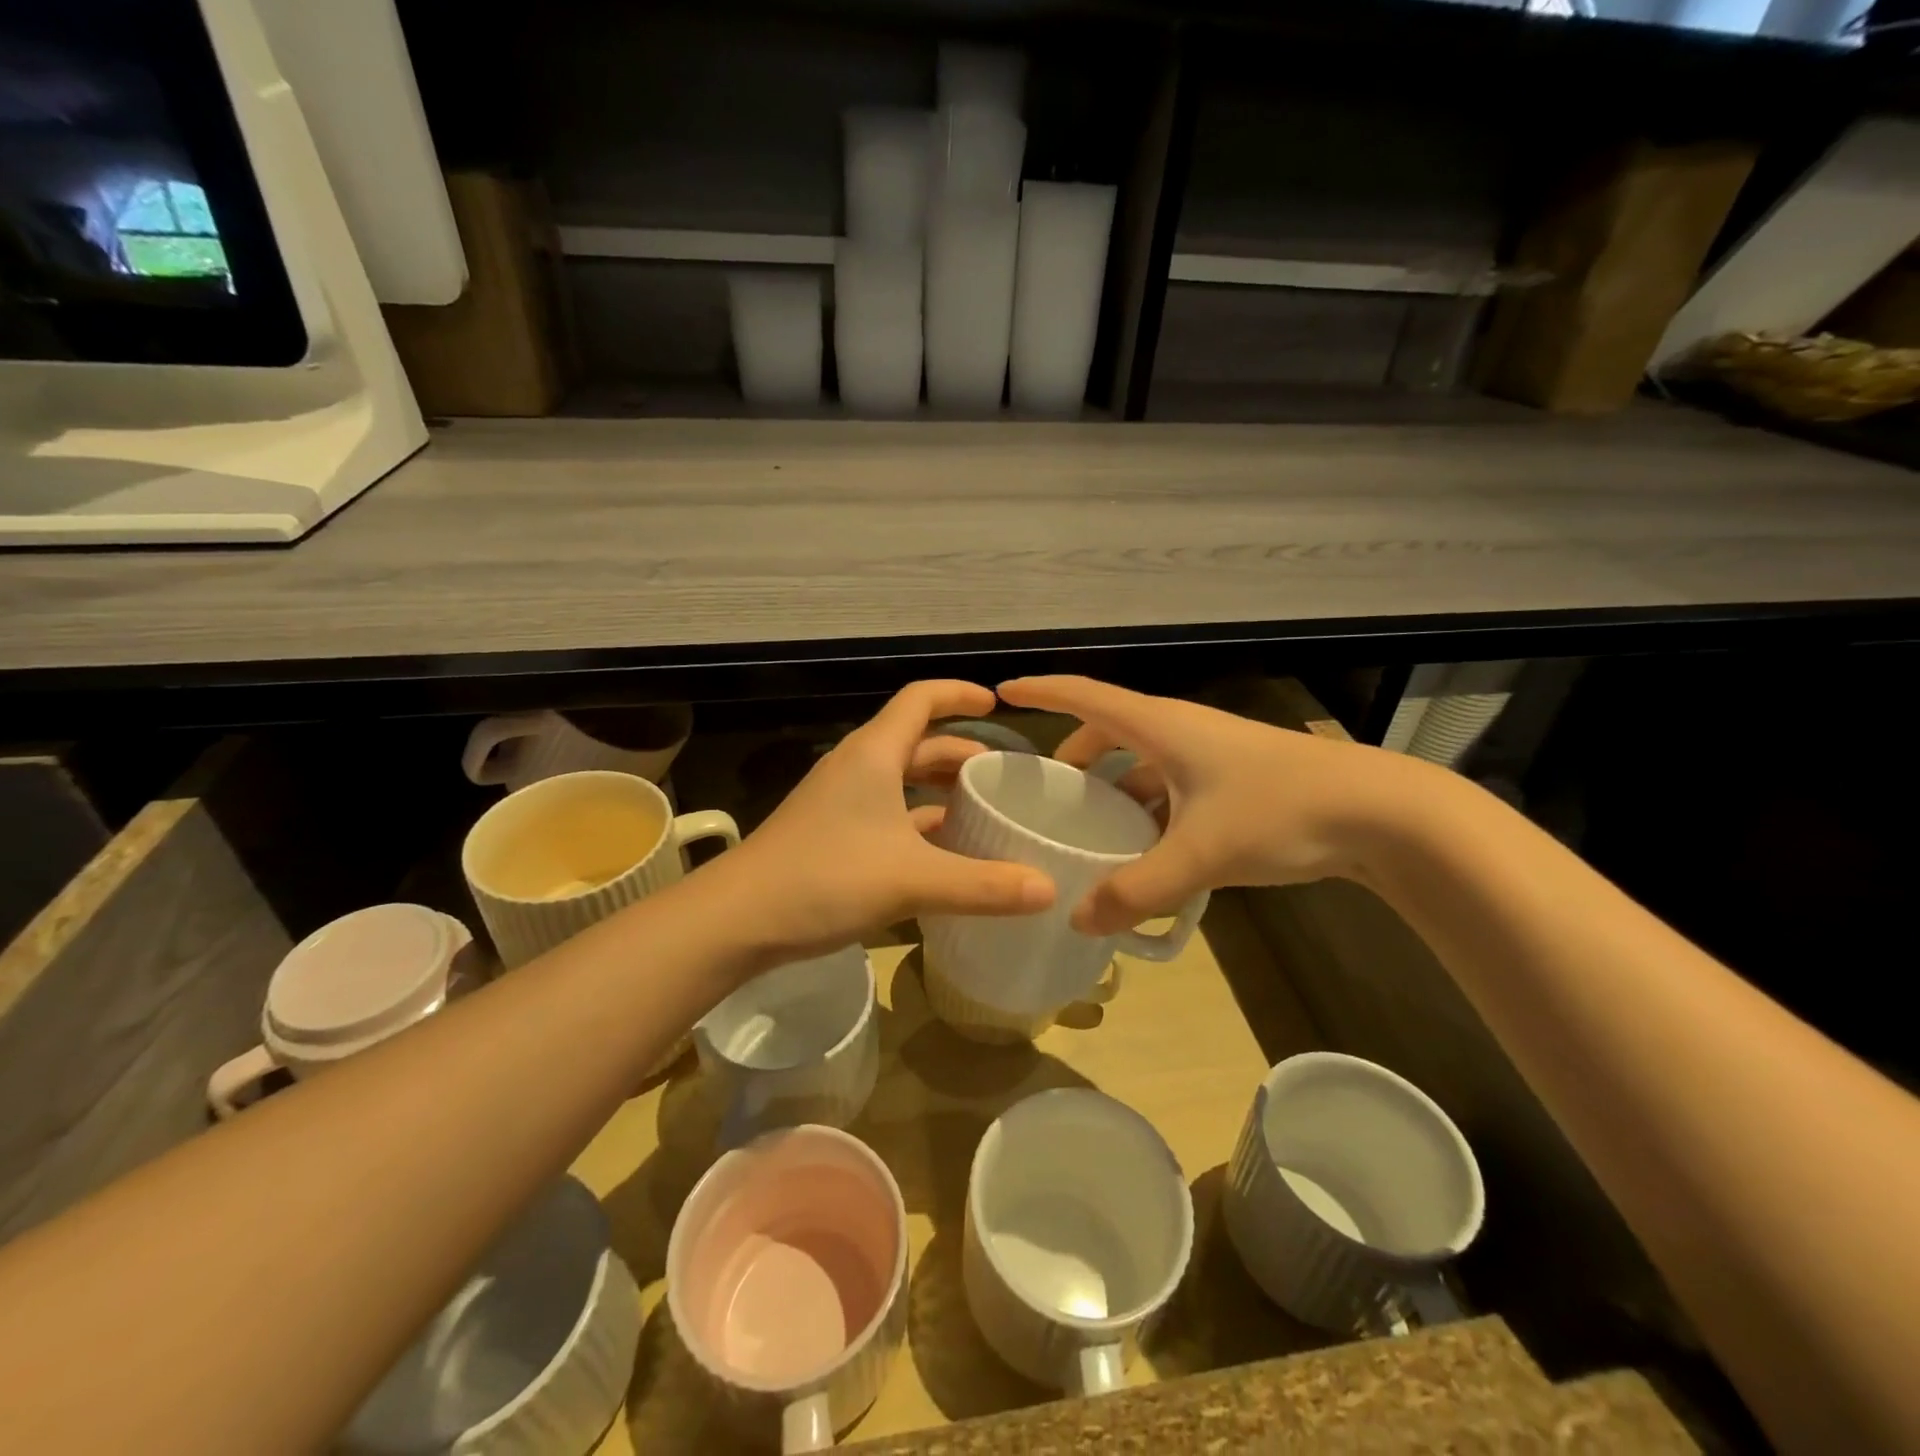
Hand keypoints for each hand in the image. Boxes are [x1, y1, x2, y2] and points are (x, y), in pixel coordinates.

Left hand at [711, 681, 1055, 965]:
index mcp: (874, 754)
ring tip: (980, 811)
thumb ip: (983, 885)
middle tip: (1002, 777)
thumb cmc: (825, 879)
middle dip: (960, 753)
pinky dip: (918, 823)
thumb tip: (1049, 889)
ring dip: (939, 790)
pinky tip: (942, 853)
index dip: (960, 694)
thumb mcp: (912, 880)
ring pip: (900, 781)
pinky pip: (886, 814)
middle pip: (916, 742)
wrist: (736, 921)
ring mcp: (839, 801)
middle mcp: (857, 767)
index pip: (921, 699)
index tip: (998, 705)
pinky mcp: (830, 834)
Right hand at [997, 675, 1434, 934]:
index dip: (1042, 691)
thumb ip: (1137, 889)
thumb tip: (1080, 920)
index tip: (1002, 692)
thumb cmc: (1280, 810)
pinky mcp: (1234, 781)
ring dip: (1115, 790)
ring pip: (1144, 764)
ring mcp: (1211, 755)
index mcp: (1161, 726)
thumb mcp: (1200, 853)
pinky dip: (1150, 812)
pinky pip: (1172, 788)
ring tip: (1093, 832)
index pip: (1085, 695)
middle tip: (1048, 794)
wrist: (1381, 812)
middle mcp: (1181, 730)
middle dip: (1075, 756)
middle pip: (1111, 730)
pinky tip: (1149, 851)